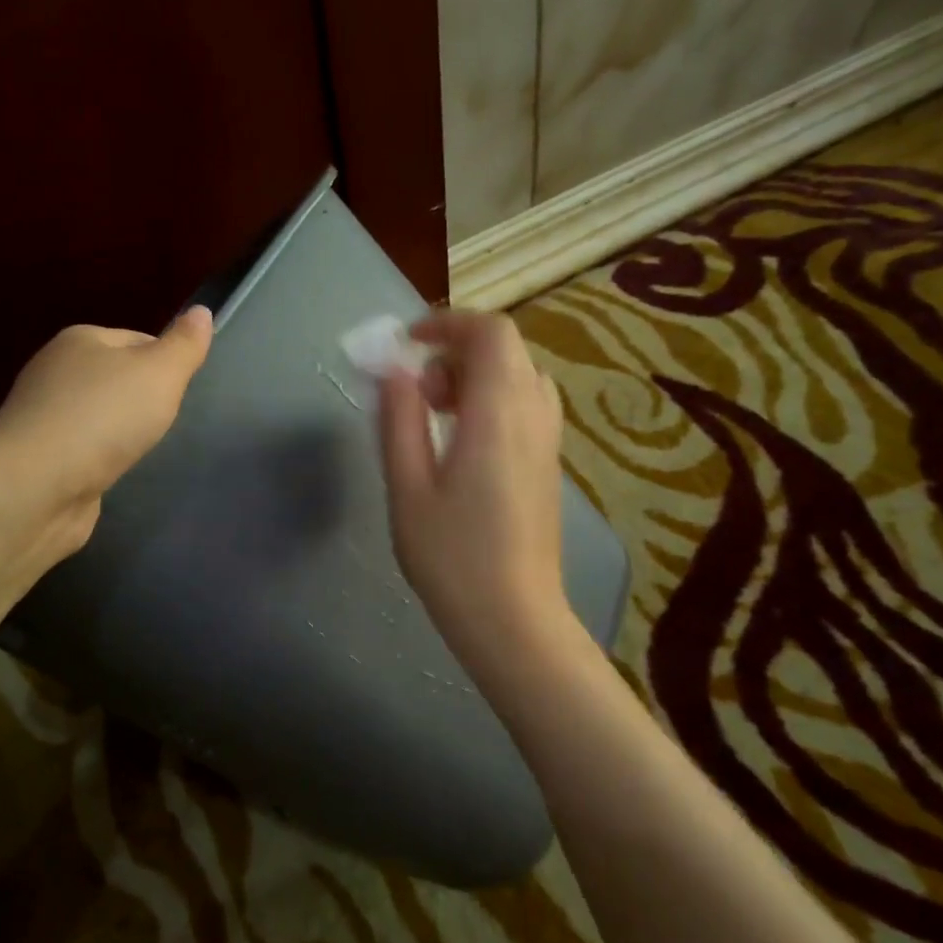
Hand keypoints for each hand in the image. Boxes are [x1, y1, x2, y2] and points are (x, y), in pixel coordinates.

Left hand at [0, 304, 213, 562]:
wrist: (36, 487)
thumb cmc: (103, 419)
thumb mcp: (159, 374)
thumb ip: (184, 345)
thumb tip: (202, 311)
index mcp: (81, 339)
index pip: (138, 339)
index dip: (166, 363)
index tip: (183, 393)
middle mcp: (55, 370)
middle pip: (117, 377)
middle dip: (144, 399)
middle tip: (167, 423)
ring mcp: (43, 415)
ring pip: (99, 414)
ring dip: (121, 431)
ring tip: (141, 450)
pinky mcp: (40, 456)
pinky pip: (83, 448)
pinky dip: (100, 458)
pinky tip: (112, 471)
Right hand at [378, 311, 572, 667]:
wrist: (514, 619)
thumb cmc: (451, 557)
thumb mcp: (408, 487)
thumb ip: (399, 419)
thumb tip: (394, 368)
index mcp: (498, 414)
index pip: (490, 332)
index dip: (447, 323)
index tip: (407, 344)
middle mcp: (533, 415)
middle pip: (506, 349)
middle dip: (456, 351)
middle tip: (417, 390)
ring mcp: (548, 440)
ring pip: (518, 376)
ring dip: (474, 376)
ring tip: (436, 415)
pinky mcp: (548, 463)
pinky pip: (525, 404)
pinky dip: (491, 400)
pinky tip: (461, 443)